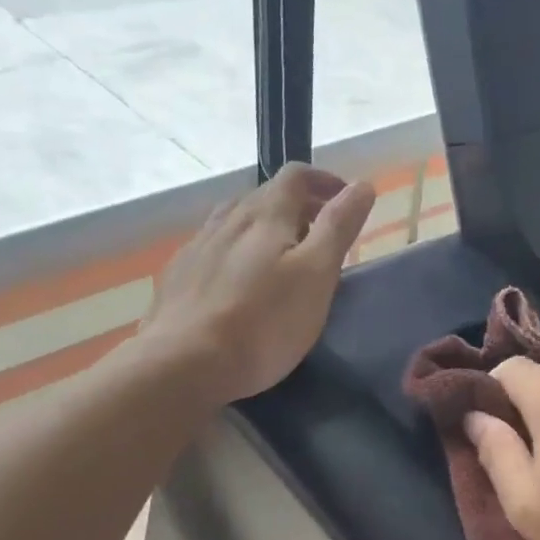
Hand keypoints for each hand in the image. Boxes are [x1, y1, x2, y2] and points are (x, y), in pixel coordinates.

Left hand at [142, 165, 375, 404]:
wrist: (184, 363)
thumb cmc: (264, 322)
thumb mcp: (316, 275)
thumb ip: (338, 227)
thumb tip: (361, 185)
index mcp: (266, 214)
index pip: (297, 176)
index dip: (325, 181)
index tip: (346, 200)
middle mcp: (228, 219)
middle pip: (266, 196)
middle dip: (299, 207)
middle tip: (322, 236)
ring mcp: (197, 246)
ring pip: (236, 222)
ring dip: (265, 228)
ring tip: (281, 257)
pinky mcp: (178, 276)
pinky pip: (213, 249)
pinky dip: (237, 253)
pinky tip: (239, 282)